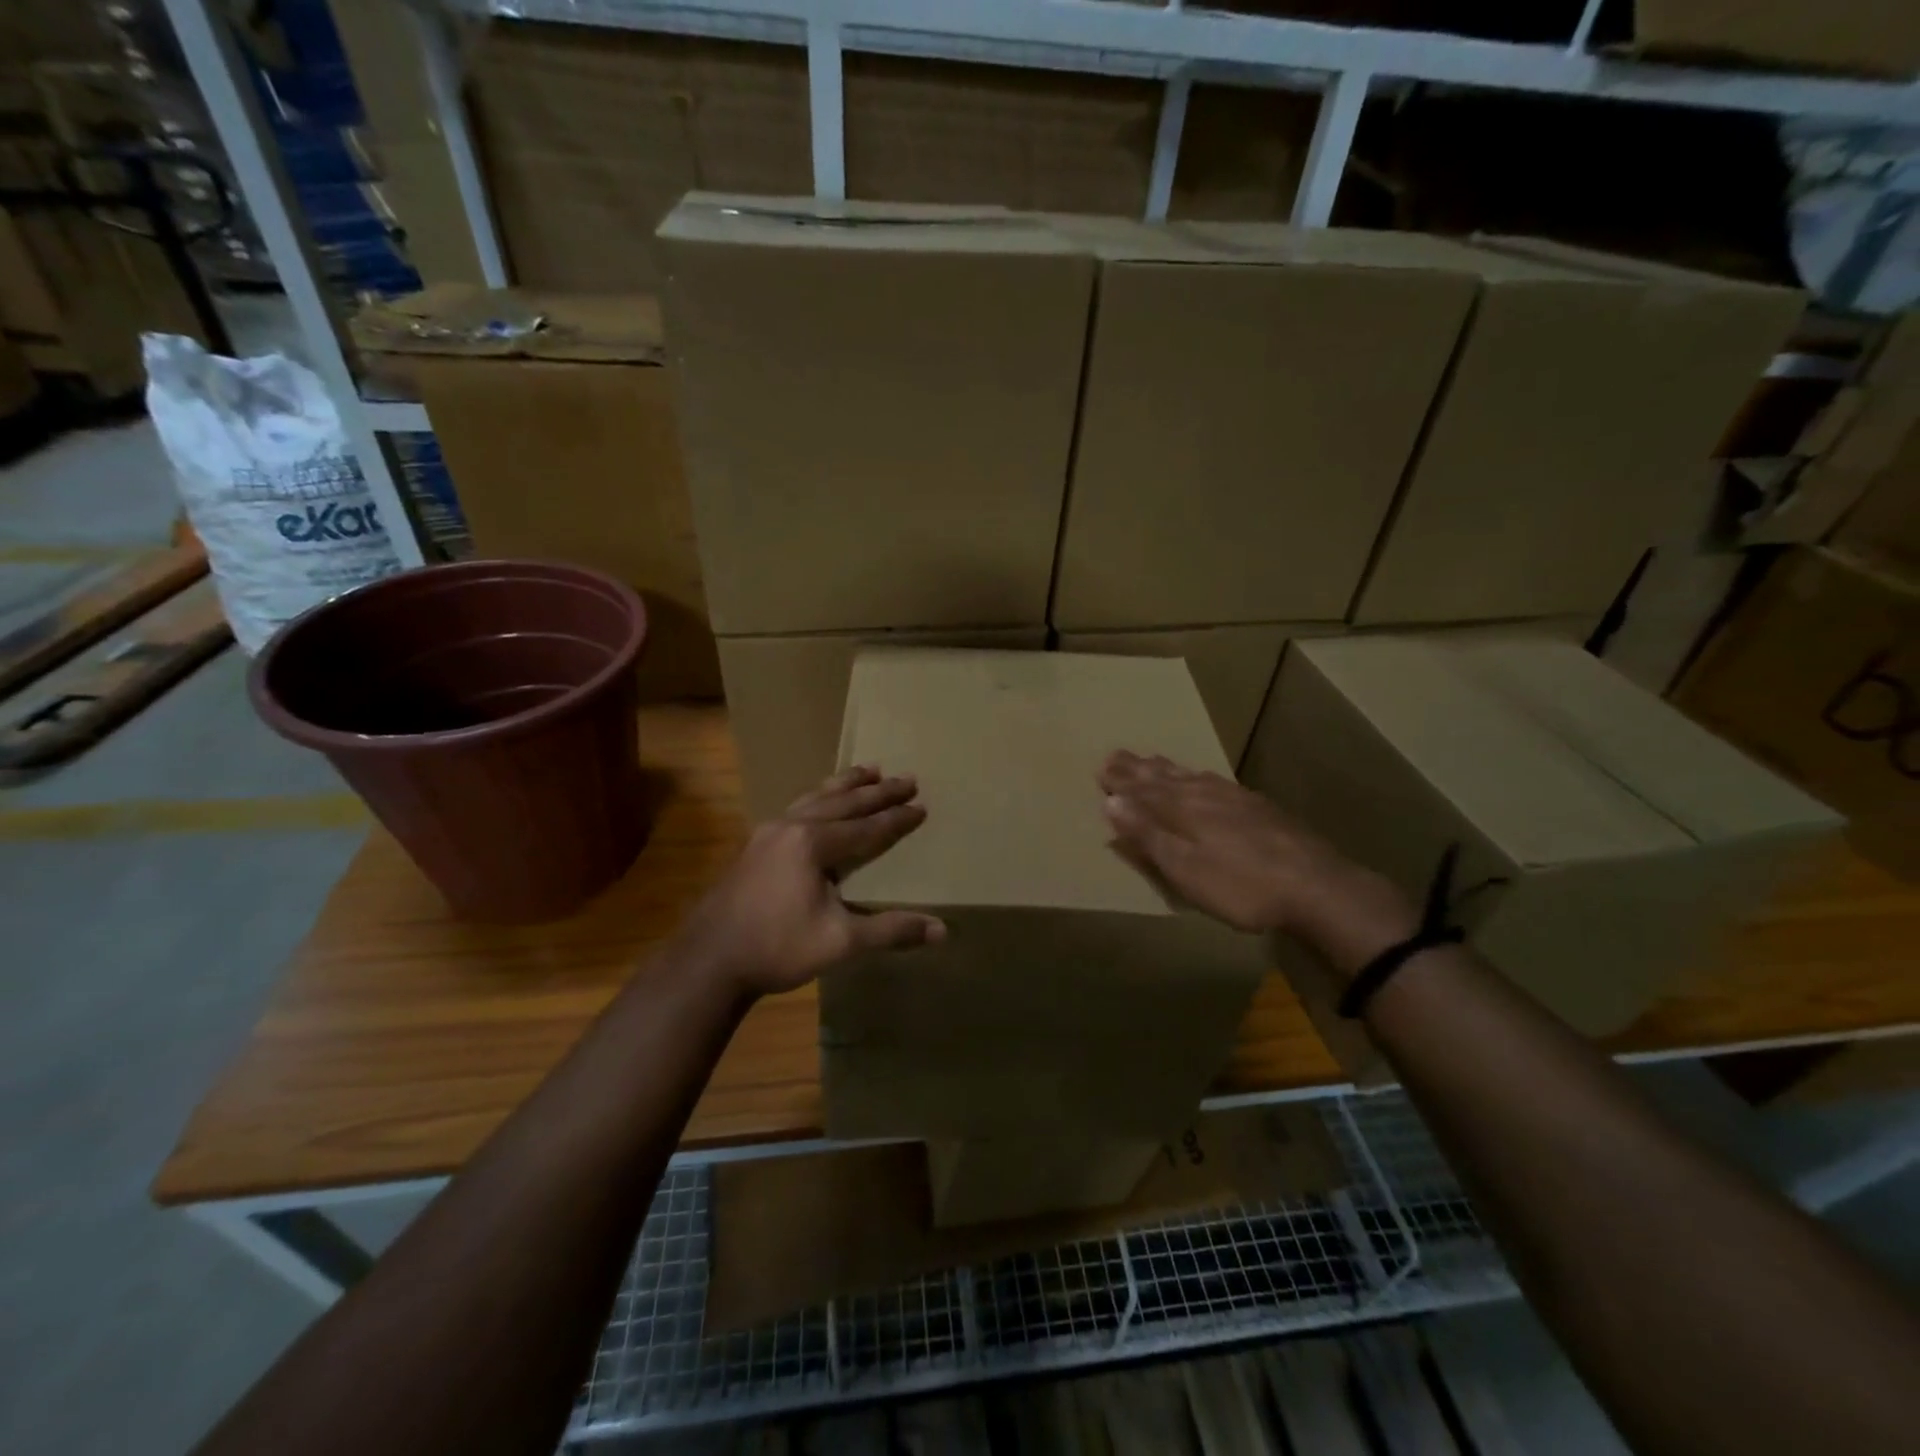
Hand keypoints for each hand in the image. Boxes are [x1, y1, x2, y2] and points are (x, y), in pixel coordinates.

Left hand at [678, 766, 944, 996]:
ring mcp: (768, 833)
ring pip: (815, 798)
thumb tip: (941, 930)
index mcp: (813, 844)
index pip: (866, 827)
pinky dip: (818, 798)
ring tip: (868, 769)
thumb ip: (890, 930)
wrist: (709, 961)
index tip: (921, 806)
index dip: (896, 818)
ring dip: (845, 785)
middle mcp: (791, 827)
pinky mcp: (754, 846)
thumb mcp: (840, 941)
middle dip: (877, 792)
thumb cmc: (777, 948)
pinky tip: (818, 802)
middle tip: (907, 777)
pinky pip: (796, 808)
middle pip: (843, 803)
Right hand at [1098, 751, 1415, 975]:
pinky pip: (1215, 781)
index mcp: (1182, 810)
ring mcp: (1235, 798)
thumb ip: (1148, 836)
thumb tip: (1111, 801)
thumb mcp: (1185, 869)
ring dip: (1165, 768)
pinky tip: (1202, 778)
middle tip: (1116, 754)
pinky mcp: (1258, 807)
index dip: (1121, 780)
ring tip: (1151, 759)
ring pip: (1190, 776)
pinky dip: (1197, 776)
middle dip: (1138, 768)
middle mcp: (1205, 795)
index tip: (1100, 766)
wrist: (1317, 886)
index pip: (1142, 790)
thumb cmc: (1241, 886)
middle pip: (1164, 778)